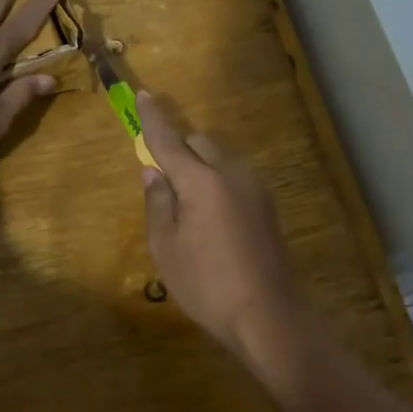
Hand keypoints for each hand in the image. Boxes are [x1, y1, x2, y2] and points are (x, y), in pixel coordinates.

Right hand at [138, 94, 310, 368]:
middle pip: (200, 143)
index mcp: (202, 181)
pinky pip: (234, 180)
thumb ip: (158, 202)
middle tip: (163, 180)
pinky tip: (212, 221)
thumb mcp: (166, 247)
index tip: (143, 95)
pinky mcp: (268, 207)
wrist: (269, 316)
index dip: (153, 118)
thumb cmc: (207, 284)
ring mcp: (255, 189)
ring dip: (200, 168)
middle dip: (179, 148)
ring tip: (187, 210)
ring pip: (220, 161)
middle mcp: (232, 174)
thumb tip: (153, 171)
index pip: (169, 140)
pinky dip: (217, 184)